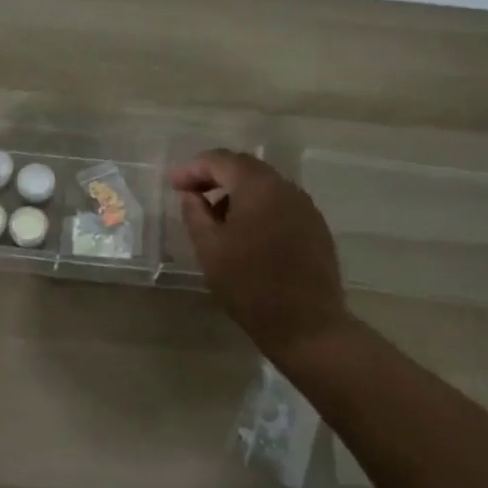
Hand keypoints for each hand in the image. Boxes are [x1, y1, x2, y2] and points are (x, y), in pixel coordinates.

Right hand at [167, 150, 350, 363]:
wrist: (307, 326)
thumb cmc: (250, 285)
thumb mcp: (210, 249)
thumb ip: (196, 213)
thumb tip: (191, 194)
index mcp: (259, 187)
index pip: (221, 161)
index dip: (192, 169)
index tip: (171, 184)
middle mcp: (286, 188)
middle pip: (245, 168)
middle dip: (214, 176)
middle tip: (189, 192)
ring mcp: (305, 207)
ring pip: (264, 186)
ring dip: (236, 193)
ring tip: (214, 216)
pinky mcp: (315, 228)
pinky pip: (280, 205)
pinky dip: (257, 208)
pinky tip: (245, 232)